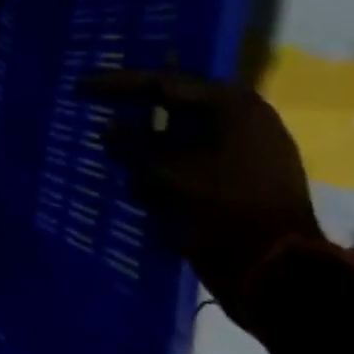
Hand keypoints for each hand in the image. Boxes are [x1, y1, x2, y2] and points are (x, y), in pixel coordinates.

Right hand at [83, 69, 323, 315]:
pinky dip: (160, 168)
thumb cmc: (222, 208)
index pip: (164, 82)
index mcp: (233, 108)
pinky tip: (135, 181)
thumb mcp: (166, 171)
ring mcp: (243, 154)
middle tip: (94, 105)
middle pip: (173, 107)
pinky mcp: (237, 182)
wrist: (274, 271)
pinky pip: (189, 163)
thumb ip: (132, 144)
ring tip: (110, 149)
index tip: (80, 84)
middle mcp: (242, 122)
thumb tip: (108, 128)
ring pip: (179, 137)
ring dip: (144, 144)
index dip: (117, 82)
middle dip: (133, 111)